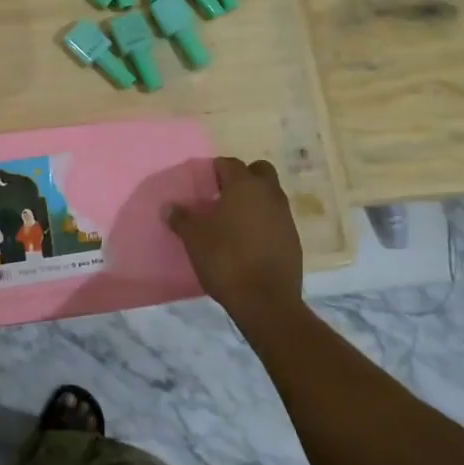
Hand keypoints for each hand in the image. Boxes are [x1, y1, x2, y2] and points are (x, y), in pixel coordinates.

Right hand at [168, 158, 304, 330]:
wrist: (266, 302)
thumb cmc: (226, 260)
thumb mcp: (194, 238)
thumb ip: (181, 218)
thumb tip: (169, 206)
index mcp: (244, 186)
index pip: (229, 163)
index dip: (215, 170)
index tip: (203, 184)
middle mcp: (269, 194)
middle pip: (259, 171)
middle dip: (243, 177)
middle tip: (223, 196)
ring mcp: (285, 216)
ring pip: (271, 195)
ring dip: (255, 201)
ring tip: (234, 221)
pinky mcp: (294, 239)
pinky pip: (277, 219)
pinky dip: (265, 222)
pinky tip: (249, 242)